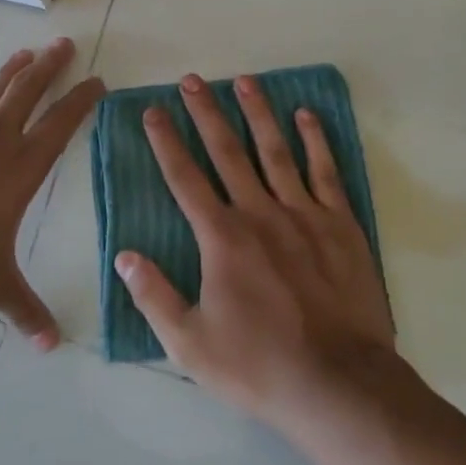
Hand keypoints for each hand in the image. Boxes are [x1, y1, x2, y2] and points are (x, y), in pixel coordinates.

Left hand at [0, 38, 103, 349]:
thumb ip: (23, 311)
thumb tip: (52, 346)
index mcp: (19, 168)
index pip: (61, 125)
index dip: (81, 101)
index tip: (98, 81)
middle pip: (28, 94)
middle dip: (49, 68)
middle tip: (64, 44)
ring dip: (10, 74)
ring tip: (26, 53)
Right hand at [116, 73, 395, 434]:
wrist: (340, 384)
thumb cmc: (259, 366)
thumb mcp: (190, 344)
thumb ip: (154, 296)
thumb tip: (124, 255)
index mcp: (222, 238)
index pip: (185, 179)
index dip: (165, 143)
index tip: (152, 111)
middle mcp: (259, 213)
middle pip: (227, 152)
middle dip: (206, 113)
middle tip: (192, 79)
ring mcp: (304, 214)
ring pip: (275, 151)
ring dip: (257, 113)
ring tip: (244, 81)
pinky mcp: (341, 225)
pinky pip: (325, 172)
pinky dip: (315, 141)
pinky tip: (305, 115)